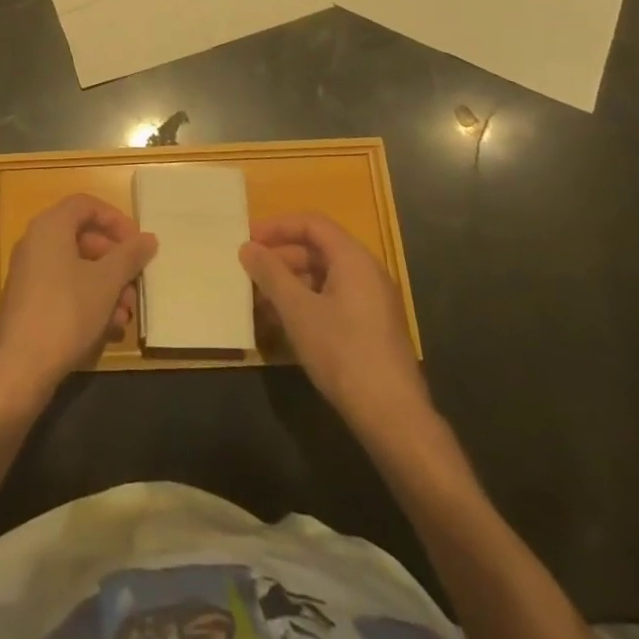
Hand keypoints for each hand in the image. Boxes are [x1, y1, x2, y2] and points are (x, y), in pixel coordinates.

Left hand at [0, 193, 156, 411]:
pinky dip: (89, 302)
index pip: (86, 205)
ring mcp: (29, 273)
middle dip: (115, 262)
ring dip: (106, 287)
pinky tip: (109, 329)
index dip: (115, 219)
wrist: (19, 367)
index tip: (138, 242)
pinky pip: (64, 290)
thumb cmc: (66, 312)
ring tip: (126, 315)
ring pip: (77, 269)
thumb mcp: (106, 282)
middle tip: (136, 284)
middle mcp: (35, 243)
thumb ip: (129, 256)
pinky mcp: (29, 302)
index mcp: (50, 226)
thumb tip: (148, 238)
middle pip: (83, 239)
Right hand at [240, 213, 431, 432]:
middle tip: (249, 271)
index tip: (248, 239)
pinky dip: (305, 302)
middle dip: (281, 257)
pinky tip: (282, 324)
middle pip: (318, 249)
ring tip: (259, 301)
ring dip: (289, 283)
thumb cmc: (342, 351)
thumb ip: (270, 274)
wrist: (392, 415)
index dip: (278, 226)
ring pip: (323, 277)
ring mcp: (372, 301)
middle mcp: (367, 272)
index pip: (312, 223)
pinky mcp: (371, 327)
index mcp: (353, 259)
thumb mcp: (297, 310)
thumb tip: (247, 247)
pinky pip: (332, 299)